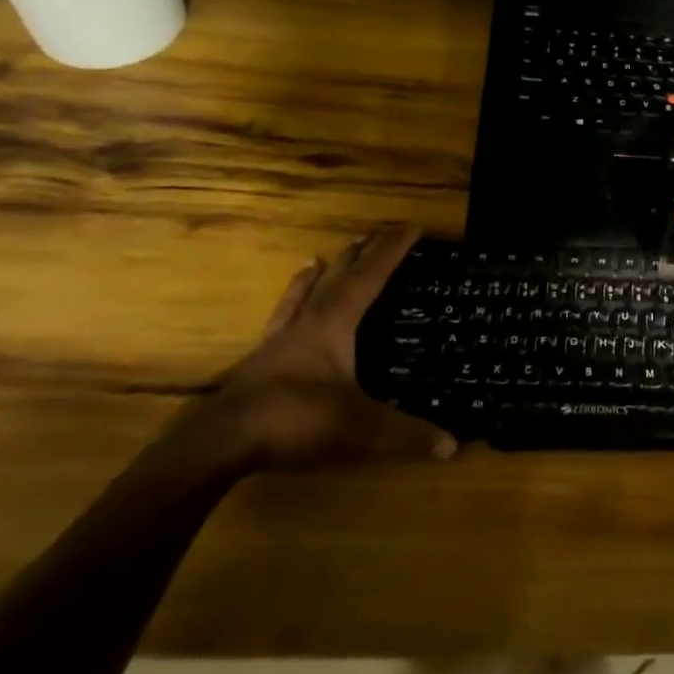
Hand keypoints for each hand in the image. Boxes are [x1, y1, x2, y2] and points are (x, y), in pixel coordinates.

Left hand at [193, 225, 456, 472]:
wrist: (220, 443)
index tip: (413, 227)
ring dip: (315, 277)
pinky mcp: (259, 364)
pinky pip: (277, 325)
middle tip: (373, 234)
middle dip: (359, 256)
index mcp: (335, 324)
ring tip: (318, 257)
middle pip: (337, 279)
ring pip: (301, 297)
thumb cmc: (295, 419)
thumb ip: (406, 434)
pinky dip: (285, 311)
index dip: (393, 251)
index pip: (371, 277)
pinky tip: (284, 314)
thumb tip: (453, 445)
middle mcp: (308, 323)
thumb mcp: (360, 428)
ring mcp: (279, 343)